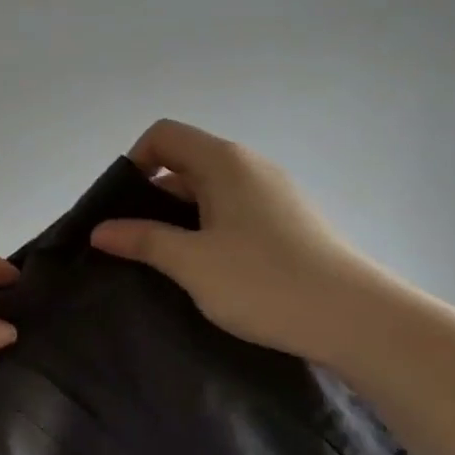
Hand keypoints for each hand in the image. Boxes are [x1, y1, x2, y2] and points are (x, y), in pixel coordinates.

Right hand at [90, 119, 370, 360]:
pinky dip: (208, 233)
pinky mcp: (288, 223)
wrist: (353, 318)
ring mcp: (273, 195)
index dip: (134, 163)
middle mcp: (250, 167)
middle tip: (132, 245)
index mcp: (225, 163)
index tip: (121, 210)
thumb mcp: (191, 262)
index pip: (164, 136)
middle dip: (151, 199)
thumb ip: (142, 240)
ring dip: (179, 221)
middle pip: (185, 164)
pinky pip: (233, 215)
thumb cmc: (263, 282)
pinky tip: (206, 273)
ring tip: (163, 264)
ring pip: (209, 194)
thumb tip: (100, 229)